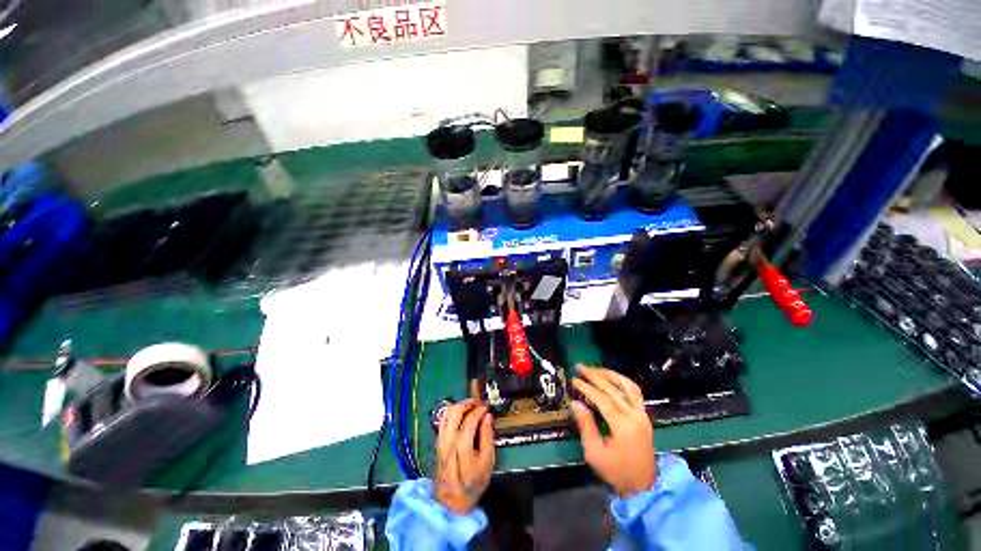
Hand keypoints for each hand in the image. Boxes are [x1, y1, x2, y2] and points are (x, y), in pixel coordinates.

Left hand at [434, 399, 494, 512]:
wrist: (451, 502)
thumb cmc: (472, 484)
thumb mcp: (487, 464)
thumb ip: (488, 438)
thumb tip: (488, 417)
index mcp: (462, 446)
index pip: (470, 419)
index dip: (479, 409)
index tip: (486, 407)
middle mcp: (449, 440)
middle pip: (455, 411)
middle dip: (468, 403)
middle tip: (478, 402)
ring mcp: (441, 440)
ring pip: (447, 413)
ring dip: (459, 405)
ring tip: (471, 406)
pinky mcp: (438, 442)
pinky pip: (443, 420)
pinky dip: (452, 413)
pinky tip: (461, 414)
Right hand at [571, 366, 656, 497]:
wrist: (644, 486)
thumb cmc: (617, 472)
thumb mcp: (595, 453)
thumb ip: (586, 426)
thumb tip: (575, 403)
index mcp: (623, 425)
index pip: (602, 399)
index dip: (586, 387)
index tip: (574, 380)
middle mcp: (635, 415)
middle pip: (613, 388)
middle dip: (595, 375)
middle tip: (580, 367)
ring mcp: (642, 414)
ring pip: (627, 385)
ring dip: (609, 374)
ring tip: (594, 369)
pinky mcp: (645, 415)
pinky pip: (635, 391)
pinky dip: (622, 381)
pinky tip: (612, 378)